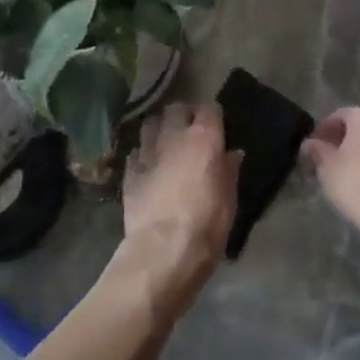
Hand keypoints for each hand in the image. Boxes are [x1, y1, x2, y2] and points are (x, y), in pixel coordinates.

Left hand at [119, 102, 240, 308]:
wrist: (163, 251)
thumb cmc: (206, 225)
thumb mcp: (229, 199)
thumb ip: (229, 170)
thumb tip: (231, 153)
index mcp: (204, 139)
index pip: (209, 108)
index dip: (213, 115)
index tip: (216, 125)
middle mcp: (173, 137)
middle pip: (176, 108)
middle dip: (183, 115)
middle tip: (189, 130)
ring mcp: (148, 152)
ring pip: (150, 123)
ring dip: (159, 128)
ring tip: (165, 141)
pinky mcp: (129, 171)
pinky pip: (136, 151)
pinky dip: (143, 153)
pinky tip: (148, 165)